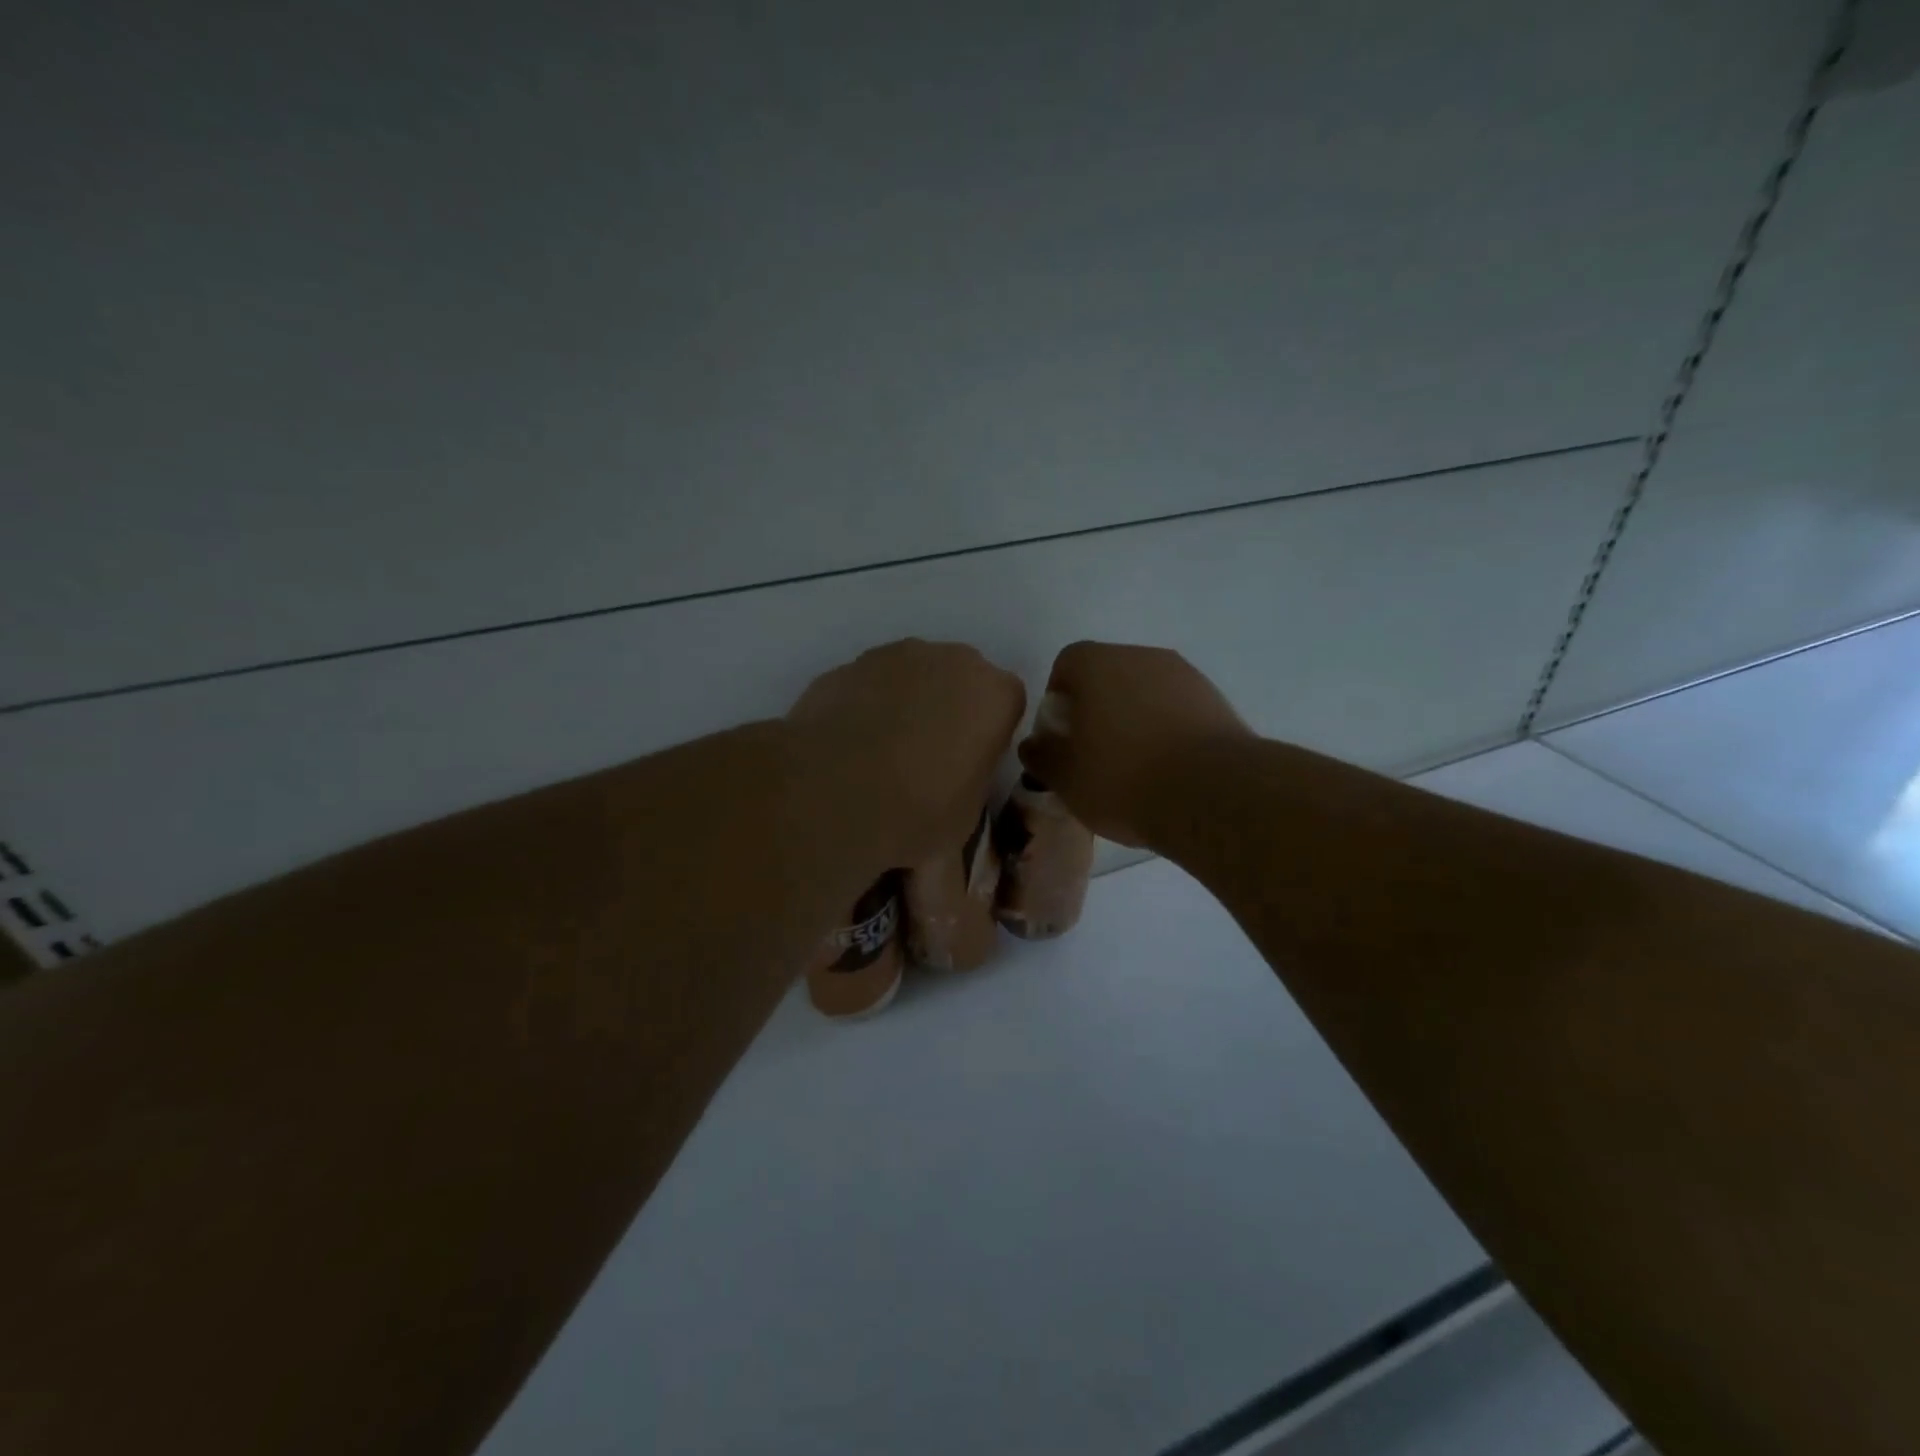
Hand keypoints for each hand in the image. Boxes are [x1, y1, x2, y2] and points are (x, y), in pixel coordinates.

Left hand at [787, 639, 1026, 871]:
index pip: (1008, 703)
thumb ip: (970, 783)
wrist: (832, 791)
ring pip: (912, 676)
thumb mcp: (964, 816)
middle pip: (960, 679)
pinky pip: (868, 685)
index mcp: (995, 694)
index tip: (970, 765)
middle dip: (950, 710)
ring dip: (906, 705)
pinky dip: (865, 707)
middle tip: (928, 758)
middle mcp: (950, 661)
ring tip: (880, 756)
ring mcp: (895, 657)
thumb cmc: (918, 810)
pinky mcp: (847, 666)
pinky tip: (846, 747)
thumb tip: (954, 791)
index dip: (989, 735)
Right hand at [1018, 641, 1251, 847]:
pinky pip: (1178, 708)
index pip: (1067, 663)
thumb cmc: (1123, 779)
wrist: (1211, 795)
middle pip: (1108, 674)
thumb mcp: (1065, 778)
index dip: (1058, 698)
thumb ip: (1042, 755)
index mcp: (1098, 664)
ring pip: (1146, 691)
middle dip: (1096, 707)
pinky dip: (1167, 729)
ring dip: (1134, 718)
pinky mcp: (1217, 701)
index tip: (1062, 736)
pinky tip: (1169, 769)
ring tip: (1135, 766)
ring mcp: (1185, 676)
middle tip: (1094, 753)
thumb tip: (1034, 744)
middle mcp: (1142, 656)